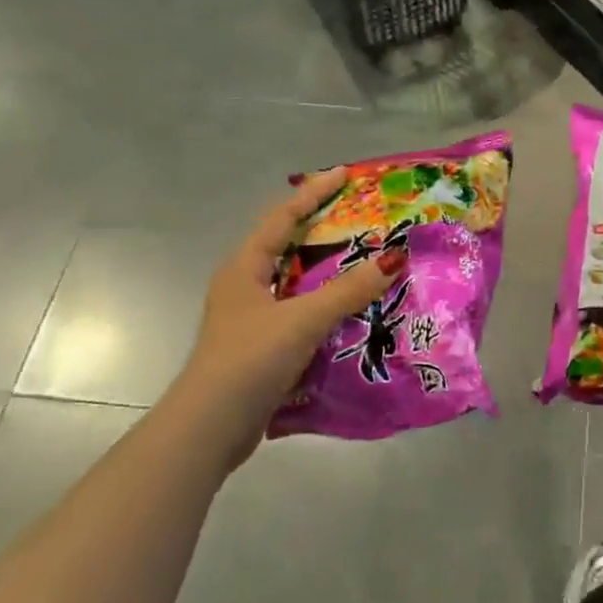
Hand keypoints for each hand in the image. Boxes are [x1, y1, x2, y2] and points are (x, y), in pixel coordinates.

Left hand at [184, 168, 402, 458]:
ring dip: (330, 274)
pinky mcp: (262, 348)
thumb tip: (392, 258)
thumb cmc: (250, 360)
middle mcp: (246, 287)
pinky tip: (354, 314)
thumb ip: (348, 290)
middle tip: (365, 221)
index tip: (344, 175)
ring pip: (298, 284)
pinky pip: (301, 314)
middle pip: (290, 247)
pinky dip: (327, 308)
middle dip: (326, 232)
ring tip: (368, 264)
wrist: (210, 428)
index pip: (282, 218)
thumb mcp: (302, 319)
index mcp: (245, 268)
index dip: (313, 193)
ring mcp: (252, 319)